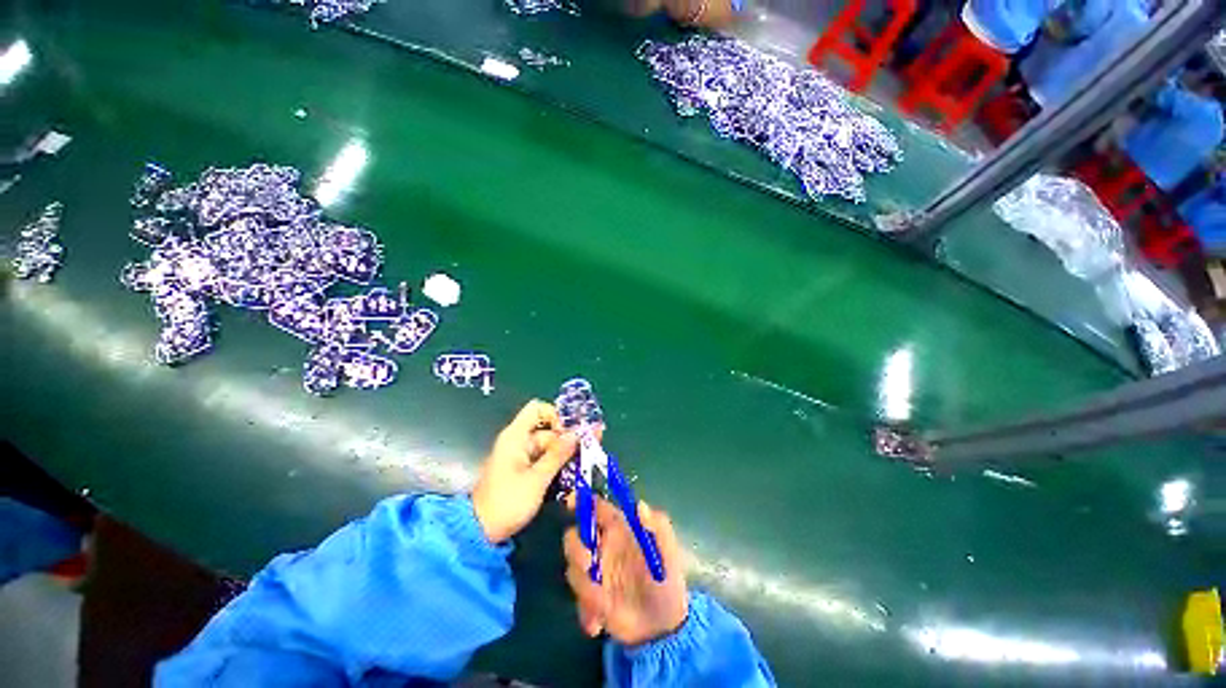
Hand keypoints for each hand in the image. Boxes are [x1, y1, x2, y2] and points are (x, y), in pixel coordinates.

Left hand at [471, 401, 577, 543]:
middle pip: (548, 429)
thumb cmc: (507, 502)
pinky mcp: (522, 469)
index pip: (538, 408)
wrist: (480, 532)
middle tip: (592, 446)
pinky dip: (557, 462)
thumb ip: (557, 454)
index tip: (570, 433)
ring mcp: (520, 455)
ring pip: (549, 446)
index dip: (556, 415)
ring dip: (566, 452)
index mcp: (516, 436)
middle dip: (569, 438)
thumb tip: (576, 433)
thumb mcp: (537, 479)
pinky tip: (574, 471)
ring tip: (588, 460)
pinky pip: (544, 458)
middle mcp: (518, 441)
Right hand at [564, 498, 687, 645]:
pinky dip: (585, 610)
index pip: (596, 507)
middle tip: (589, 563)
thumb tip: (640, 505)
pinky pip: (578, 599)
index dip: (581, 501)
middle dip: (576, 548)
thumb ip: (658, 526)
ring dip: (583, 584)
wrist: (665, 623)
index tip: (570, 503)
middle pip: (574, 536)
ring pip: (573, 568)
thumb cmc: (667, 577)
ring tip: (603, 602)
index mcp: (619, 528)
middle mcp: (603, 545)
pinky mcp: (591, 598)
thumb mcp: (668, 550)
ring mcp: (595, 572)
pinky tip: (599, 622)